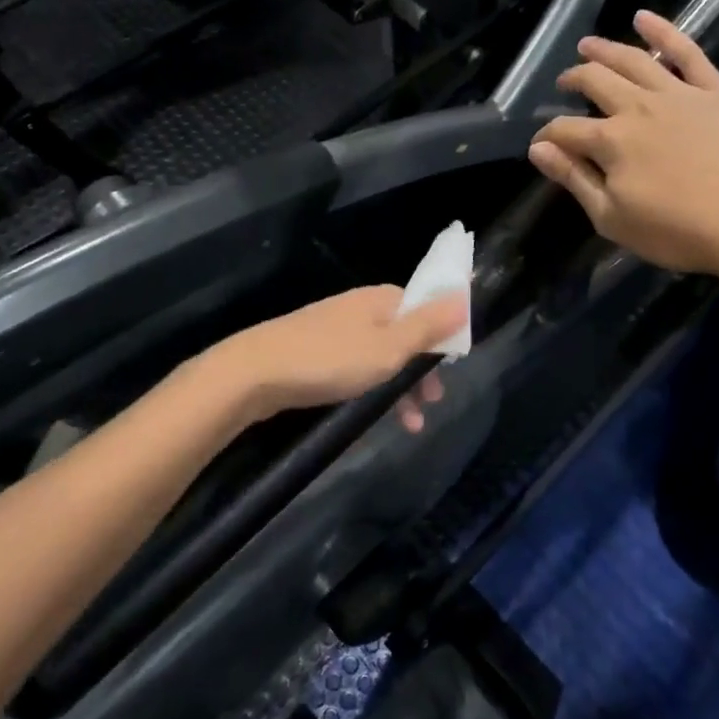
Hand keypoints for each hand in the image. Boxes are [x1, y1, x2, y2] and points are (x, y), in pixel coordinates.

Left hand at [212, 286, 466, 431]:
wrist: (255, 373)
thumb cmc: (330, 360)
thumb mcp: (389, 347)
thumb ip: (427, 325)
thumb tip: (464, 294)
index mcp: (379, 299)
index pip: (423, 305)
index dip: (441, 333)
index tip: (452, 365)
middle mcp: (358, 308)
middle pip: (403, 332)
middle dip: (422, 368)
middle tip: (434, 401)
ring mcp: (334, 329)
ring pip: (380, 354)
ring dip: (400, 386)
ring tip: (412, 424)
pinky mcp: (314, 352)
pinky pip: (356, 366)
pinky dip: (372, 387)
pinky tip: (373, 414)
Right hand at [528, 10, 718, 280]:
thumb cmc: (680, 232)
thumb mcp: (613, 219)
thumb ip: (574, 180)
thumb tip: (538, 150)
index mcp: (610, 142)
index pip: (563, 130)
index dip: (546, 136)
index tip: (540, 145)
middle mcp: (638, 107)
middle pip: (594, 82)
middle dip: (572, 80)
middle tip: (564, 83)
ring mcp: (679, 94)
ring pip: (632, 59)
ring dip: (604, 48)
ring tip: (587, 44)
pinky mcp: (715, 91)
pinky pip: (687, 51)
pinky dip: (663, 30)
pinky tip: (643, 17)